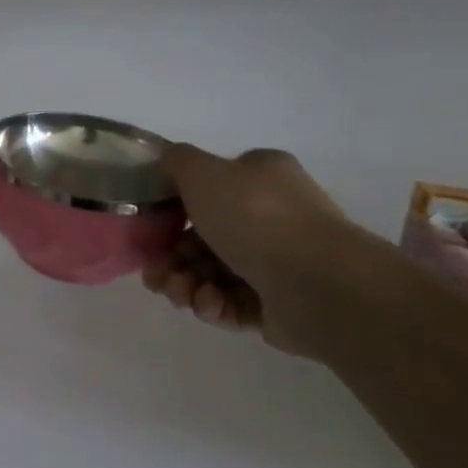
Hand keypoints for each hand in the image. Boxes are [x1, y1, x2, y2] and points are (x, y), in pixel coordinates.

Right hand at [142, 145, 350, 357]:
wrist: (317, 282)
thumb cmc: (255, 217)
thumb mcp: (203, 172)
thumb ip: (177, 162)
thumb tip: (166, 163)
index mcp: (260, 178)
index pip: (209, 190)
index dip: (173, 211)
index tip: (151, 230)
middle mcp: (271, 216)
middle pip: (202, 238)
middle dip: (171, 258)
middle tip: (155, 274)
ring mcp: (277, 262)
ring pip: (211, 273)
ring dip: (185, 283)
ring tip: (180, 293)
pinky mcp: (277, 305)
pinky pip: (231, 303)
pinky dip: (212, 304)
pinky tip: (208, 304)